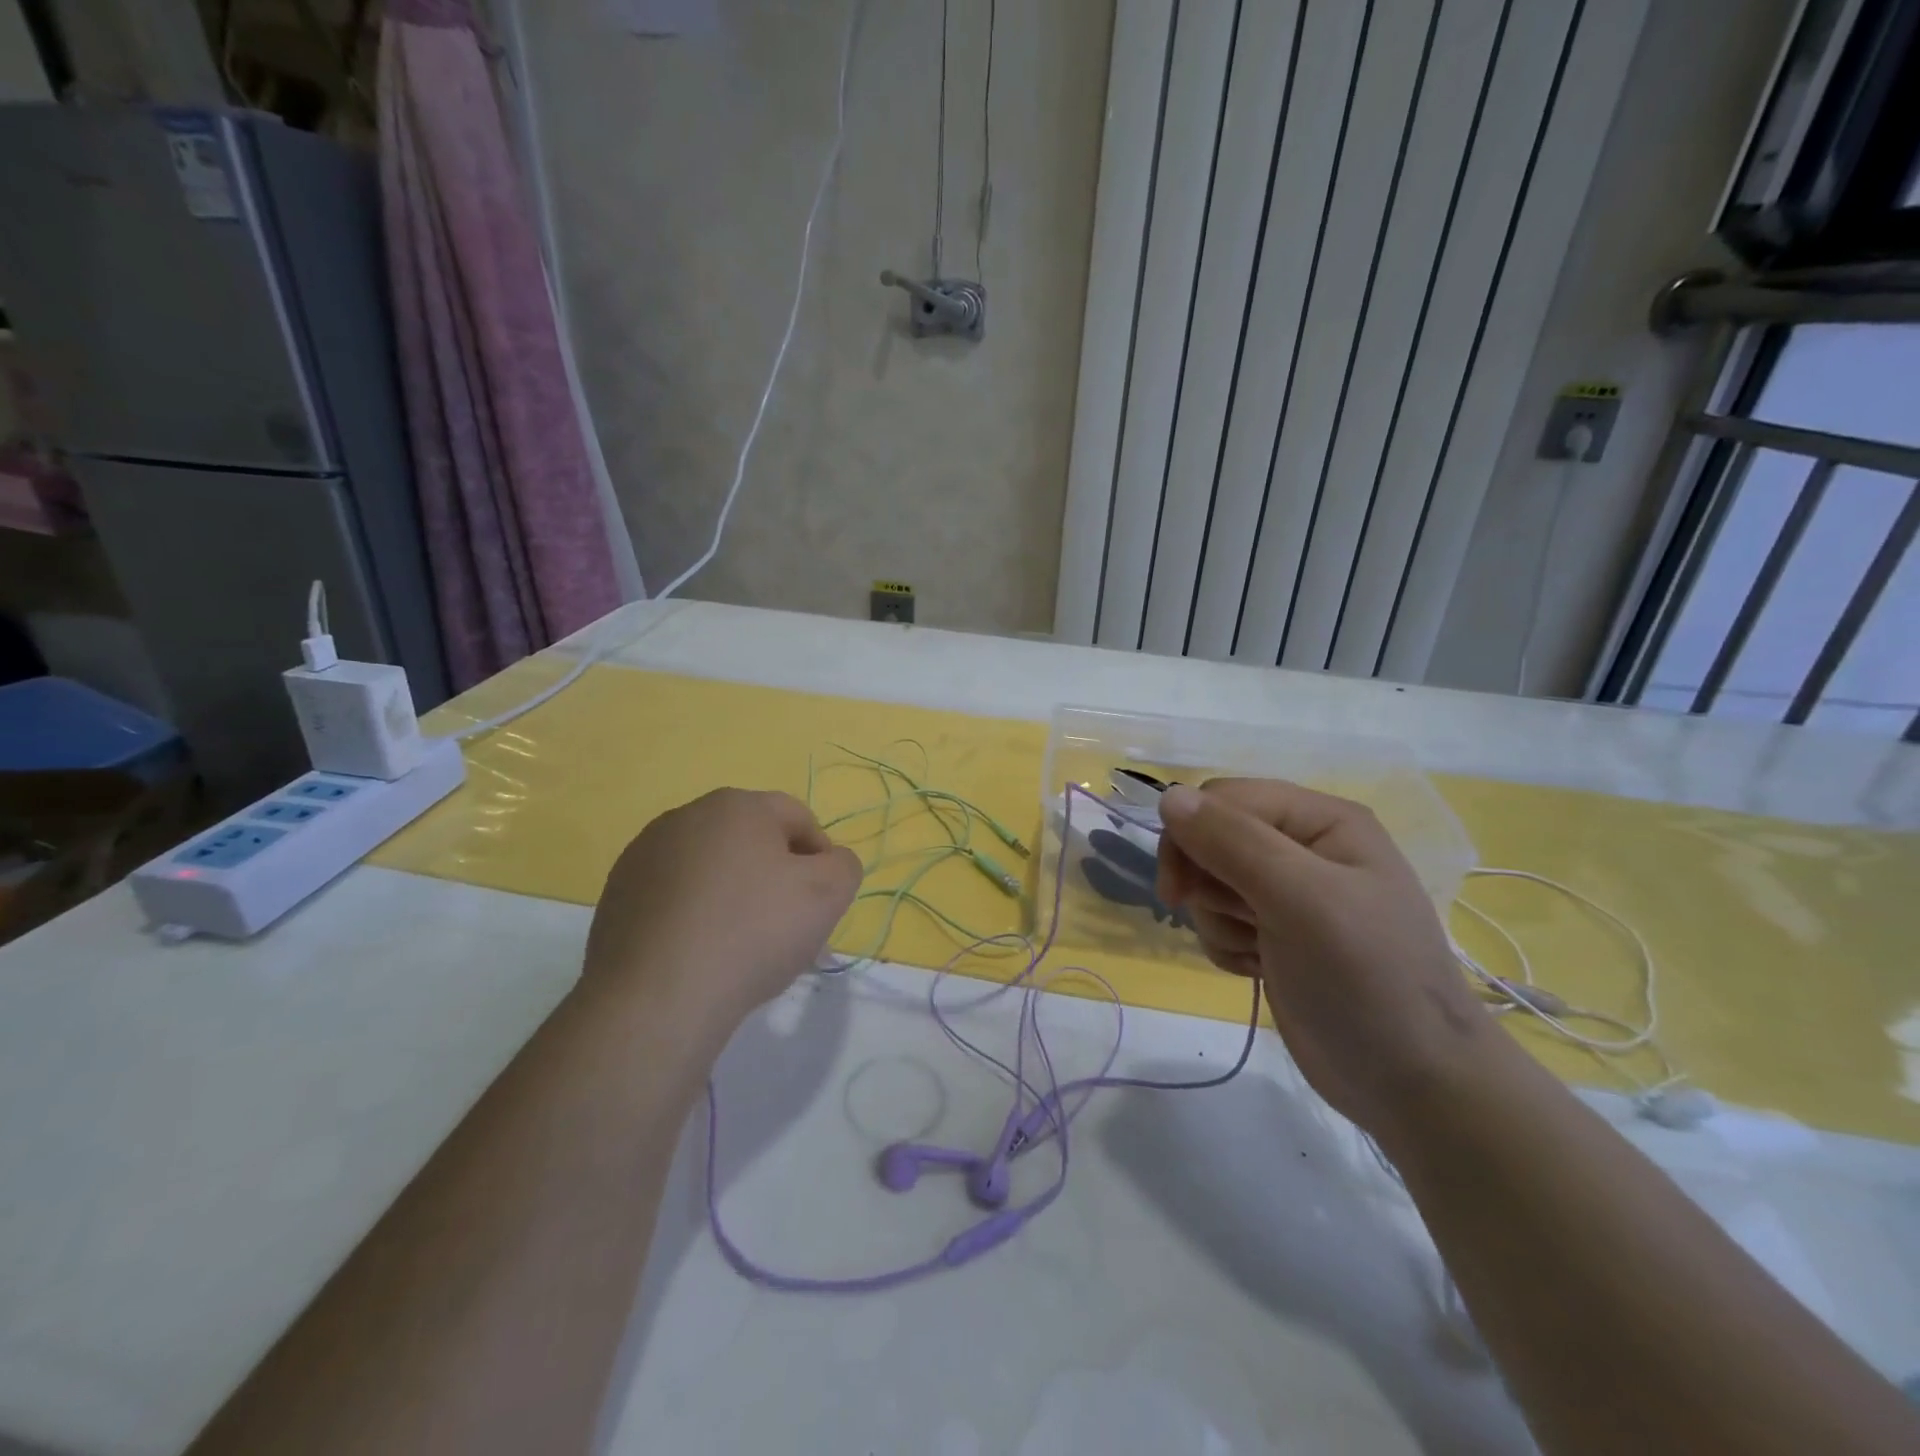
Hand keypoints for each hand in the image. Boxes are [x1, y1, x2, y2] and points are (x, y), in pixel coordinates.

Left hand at [582, 789, 861, 1042]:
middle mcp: (685, 817)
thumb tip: (828, 862)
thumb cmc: (753, 932)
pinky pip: (675, 897)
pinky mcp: (617, 896)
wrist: (658, 997)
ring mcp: (643, 855)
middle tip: (789, 927)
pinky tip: (702, 953)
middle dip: (776, 876)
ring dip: (734, 894)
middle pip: (751, 841)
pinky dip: (695, 916)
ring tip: (743, 946)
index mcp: (737, 806)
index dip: (821, 858)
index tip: (823, 902)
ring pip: (711, 869)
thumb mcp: (829, 893)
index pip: (798, 818)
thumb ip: (843, 865)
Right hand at [1156, 778, 1507, 1139]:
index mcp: (1321, 820)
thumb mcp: (1301, 899)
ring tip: (1259, 951)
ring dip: (1218, 920)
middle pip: (1210, 837)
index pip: (1223, 799)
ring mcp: (1289, 893)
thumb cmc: (1365, 978)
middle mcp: (1303, 847)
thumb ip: (1233, 842)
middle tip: (1229, 920)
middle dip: (1206, 882)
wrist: (1412, 1084)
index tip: (1178, 891)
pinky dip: (1227, 945)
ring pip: (1208, 881)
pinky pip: (1219, 920)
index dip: (1191, 835)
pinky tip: (1258, 969)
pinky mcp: (1275, 934)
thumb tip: (1169, 796)